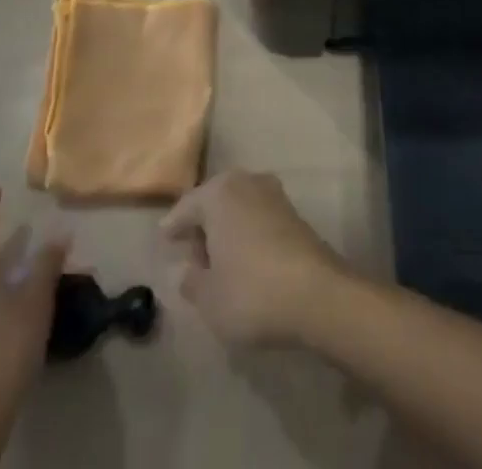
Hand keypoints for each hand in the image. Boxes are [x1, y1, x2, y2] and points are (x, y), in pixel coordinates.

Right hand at [159, 169, 346, 346]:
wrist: (317, 294)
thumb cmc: (251, 292)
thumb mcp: (209, 298)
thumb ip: (192, 282)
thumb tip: (189, 271)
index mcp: (219, 193)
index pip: (187, 206)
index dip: (174, 225)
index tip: (165, 238)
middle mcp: (246, 182)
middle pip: (214, 201)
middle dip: (202, 226)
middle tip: (192, 256)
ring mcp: (273, 194)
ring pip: (238, 207)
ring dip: (227, 229)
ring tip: (218, 262)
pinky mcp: (294, 213)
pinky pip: (258, 217)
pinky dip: (247, 233)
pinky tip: (245, 260)